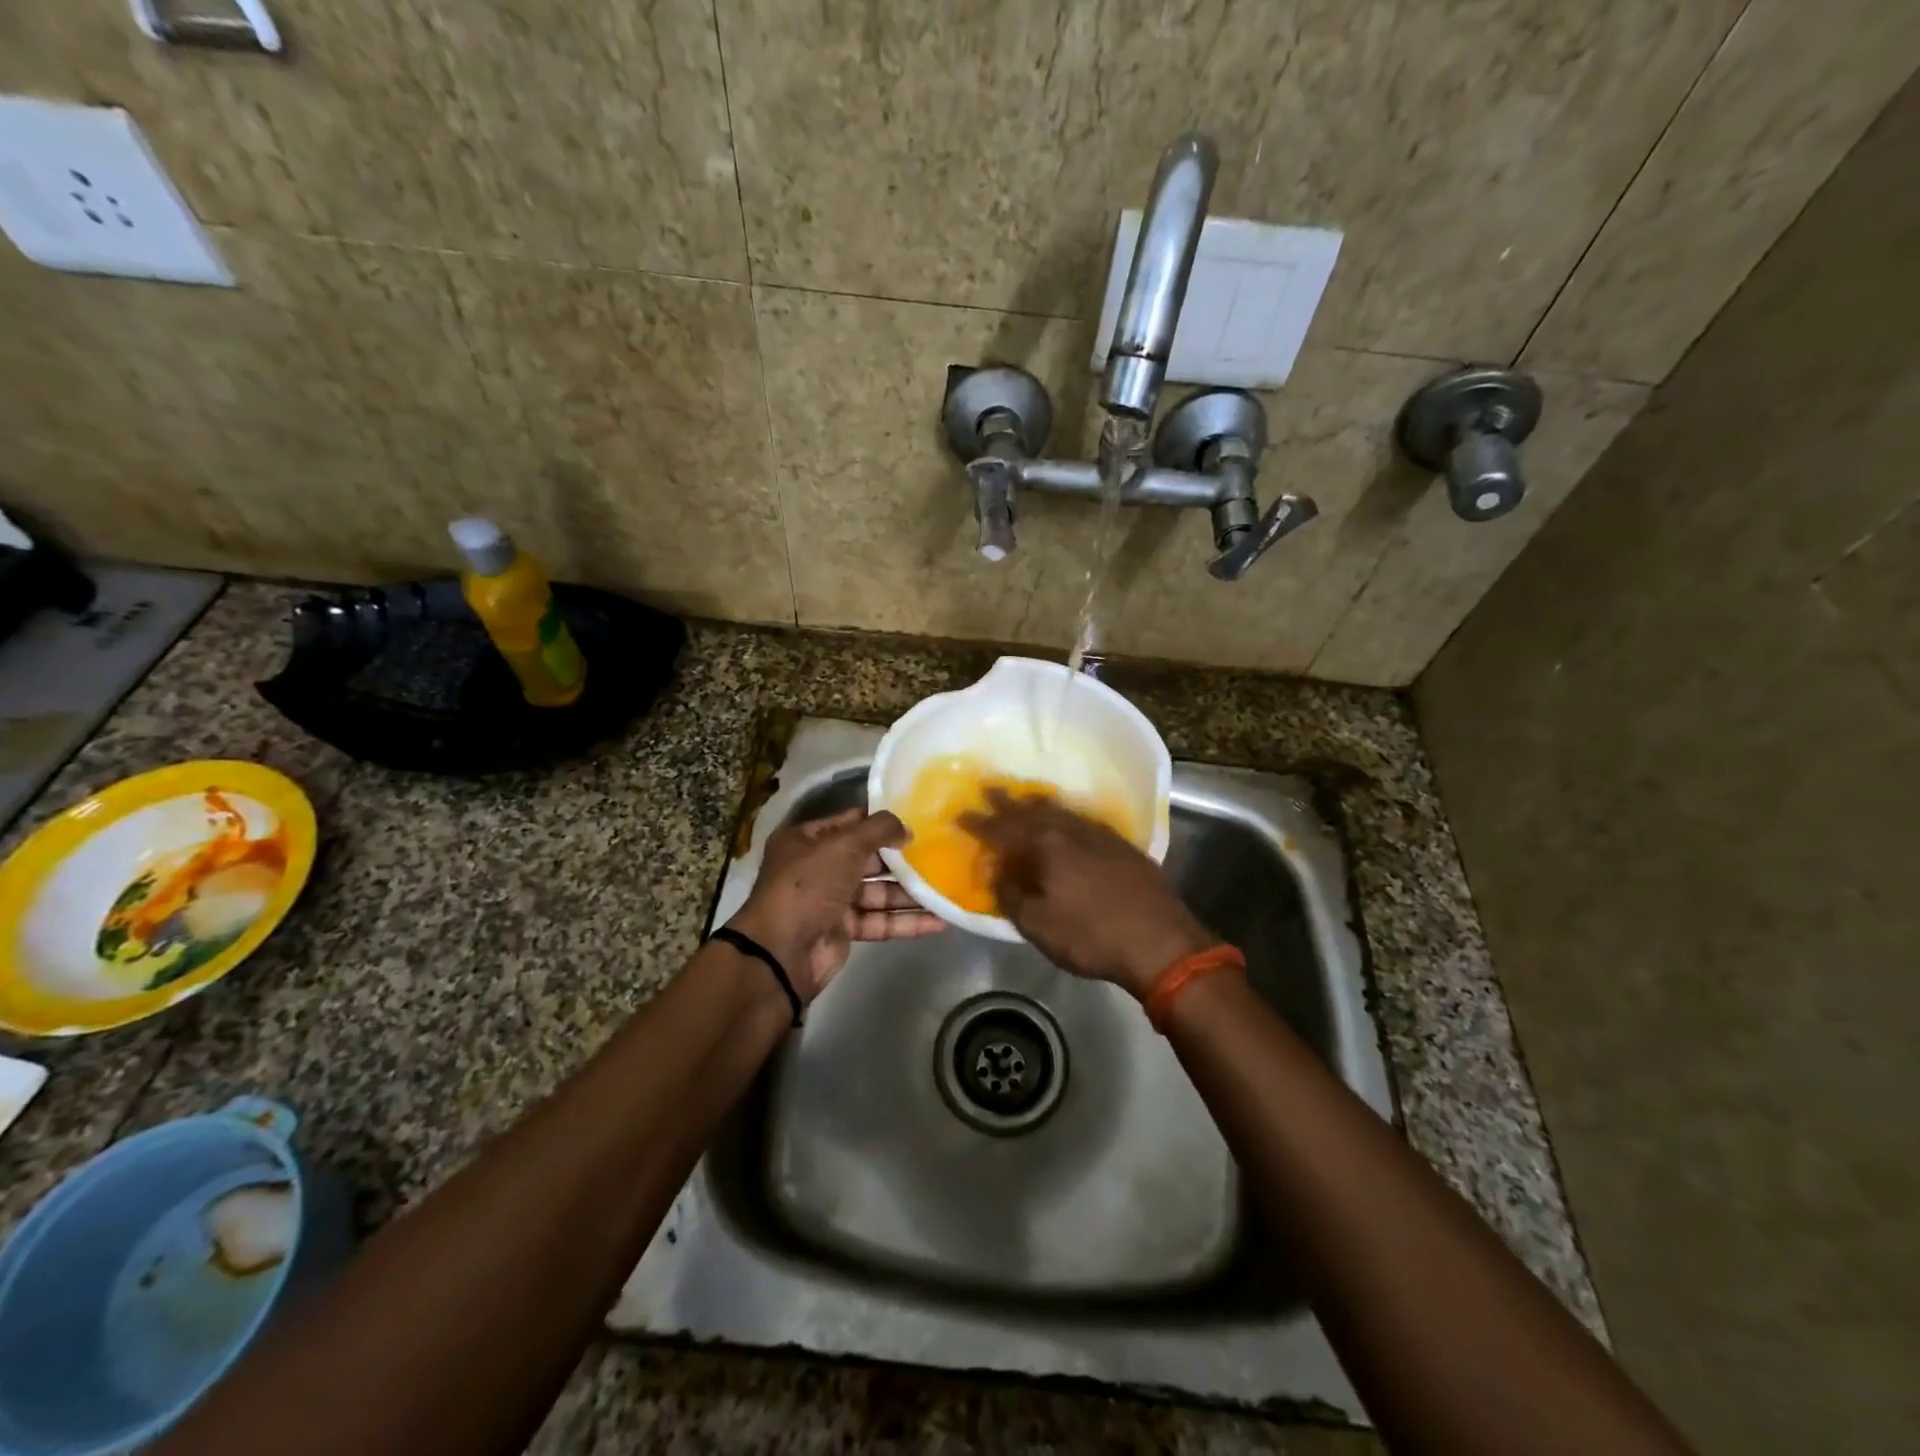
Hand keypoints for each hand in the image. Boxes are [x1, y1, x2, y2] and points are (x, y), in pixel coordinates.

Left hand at [727, 808, 943, 1001]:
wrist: (781, 952)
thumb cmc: (808, 885)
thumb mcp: (843, 845)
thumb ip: (878, 830)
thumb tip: (907, 828)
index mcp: (807, 840)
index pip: (850, 823)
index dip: (881, 822)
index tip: (918, 821)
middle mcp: (817, 867)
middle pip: (867, 859)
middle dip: (900, 860)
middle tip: (939, 854)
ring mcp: (830, 901)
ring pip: (876, 893)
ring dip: (908, 893)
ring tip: (945, 889)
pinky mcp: (843, 931)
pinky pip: (878, 921)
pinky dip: (905, 921)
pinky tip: (938, 920)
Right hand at [961, 789, 1215, 998]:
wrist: (1161, 942)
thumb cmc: (1092, 936)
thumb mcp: (1039, 925)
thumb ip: (1012, 896)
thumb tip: (998, 874)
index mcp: (1047, 845)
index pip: (1004, 828)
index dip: (981, 822)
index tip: (961, 813)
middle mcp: (1072, 830)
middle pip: (1033, 810)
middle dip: (1008, 801)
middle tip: (989, 787)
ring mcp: (1102, 835)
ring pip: (1062, 812)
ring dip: (1039, 805)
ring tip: (1026, 798)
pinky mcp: (1123, 846)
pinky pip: (1084, 821)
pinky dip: (1067, 817)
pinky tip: (1069, 822)